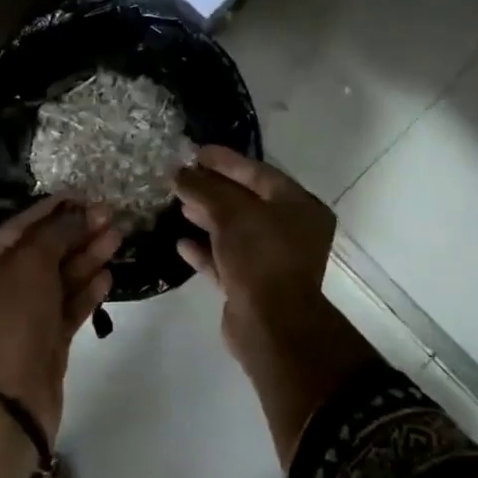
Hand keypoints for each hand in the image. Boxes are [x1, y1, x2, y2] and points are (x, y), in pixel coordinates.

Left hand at [0, 197, 120, 438]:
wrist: (3, 403)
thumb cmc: (7, 321)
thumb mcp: (28, 266)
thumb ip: (55, 235)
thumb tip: (77, 212)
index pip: (18, 227)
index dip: (51, 210)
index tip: (83, 194)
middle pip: (40, 252)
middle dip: (74, 233)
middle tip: (110, 215)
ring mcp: (20, 318)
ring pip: (56, 280)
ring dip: (85, 259)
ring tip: (118, 238)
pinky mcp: (42, 344)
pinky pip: (65, 309)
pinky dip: (85, 292)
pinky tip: (108, 275)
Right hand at [175, 146, 337, 368]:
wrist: (271, 325)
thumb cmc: (260, 257)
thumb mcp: (231, 213)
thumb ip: (203, 189)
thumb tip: (179, 172)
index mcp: (299, 206)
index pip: (258, 173)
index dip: (226, 161)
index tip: (195, 152)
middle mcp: (291, 231)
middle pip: (246, 201)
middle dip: (212, 189)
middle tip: (181, 177)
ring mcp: (272, 260)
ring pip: (235, 231)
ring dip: (207, 217)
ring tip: (178, 204)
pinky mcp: (252, 285)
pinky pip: (226, 260)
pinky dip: (205, 250)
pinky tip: (181, 243)